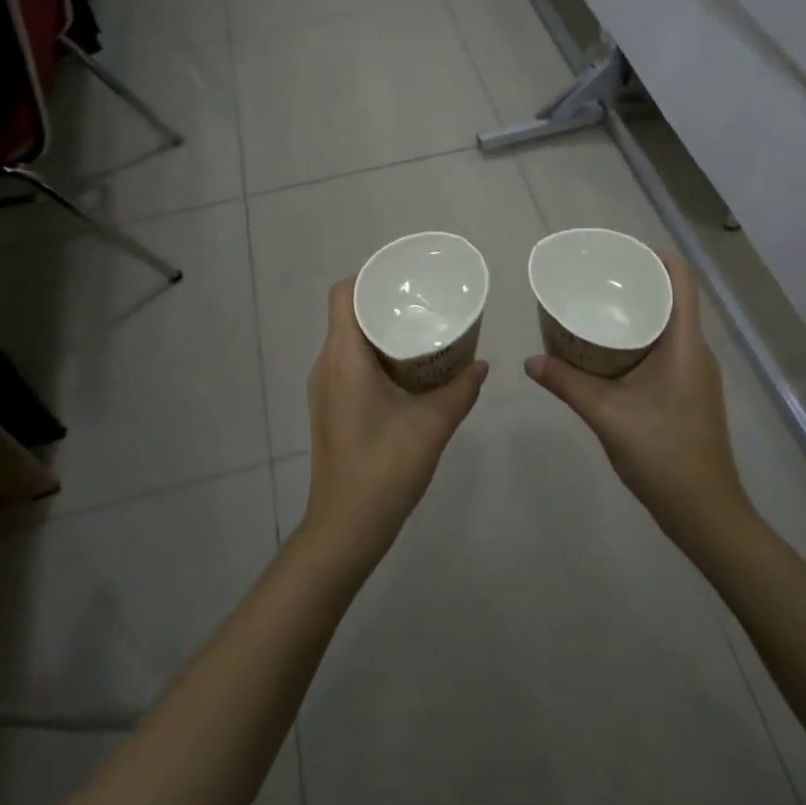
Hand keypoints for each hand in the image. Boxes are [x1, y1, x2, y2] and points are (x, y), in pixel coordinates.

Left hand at [301, 277, 487, 570]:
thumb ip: (460, 390)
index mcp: (343, 357)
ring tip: (419, 328)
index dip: (369, 277)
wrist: (346, 527)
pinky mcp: (329, 407)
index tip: (404, 279)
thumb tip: (481, 365)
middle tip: (422, 301)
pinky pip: (347, 362)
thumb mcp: (432, 425)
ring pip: (347, 339)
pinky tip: (405, 368)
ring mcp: (324, 388)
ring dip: (378, 329)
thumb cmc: (385, 467)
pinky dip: (373, 353)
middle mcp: (326, 365)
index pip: (343, 294)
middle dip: (382, 301)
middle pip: (347, 313)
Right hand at [525, 253, 751, 555]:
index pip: (682, 281)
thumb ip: (568, 385)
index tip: (619, 252)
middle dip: (637, 282)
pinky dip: (640, 337)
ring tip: (596, 306)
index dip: (656, 257)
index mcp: (686, 346)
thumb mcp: (608, 417)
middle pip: (673, 298)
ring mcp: (696, 373)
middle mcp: (696, 352)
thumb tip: (529, 361)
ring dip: (637, 311)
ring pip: (668, 325)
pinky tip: (608, 349)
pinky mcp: (689, 392)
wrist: (707, 515)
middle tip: (595, 278)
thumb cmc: (665, 457)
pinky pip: (666, 348)